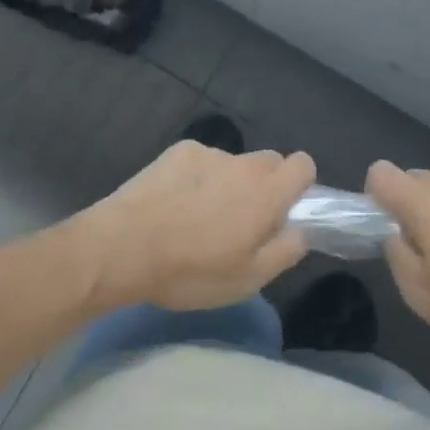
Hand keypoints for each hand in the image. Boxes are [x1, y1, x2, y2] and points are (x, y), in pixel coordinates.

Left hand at [71, 140, 315, 310]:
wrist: (126, 245)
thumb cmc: (191, 270)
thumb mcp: (246, 280)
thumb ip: (283, 251)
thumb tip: (300, 230)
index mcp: (266, 194)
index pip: (303, 164)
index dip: (299, 184)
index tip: (283, 209)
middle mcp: (243, 164)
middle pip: (270, 161)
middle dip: (264, 185)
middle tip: (242, 221)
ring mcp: (209, 153)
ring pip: (233, 163)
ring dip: (228, 183)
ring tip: (198, 217)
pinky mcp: (179, 150)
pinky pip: (202, 160)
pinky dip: (198, 177)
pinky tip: (175, 203)